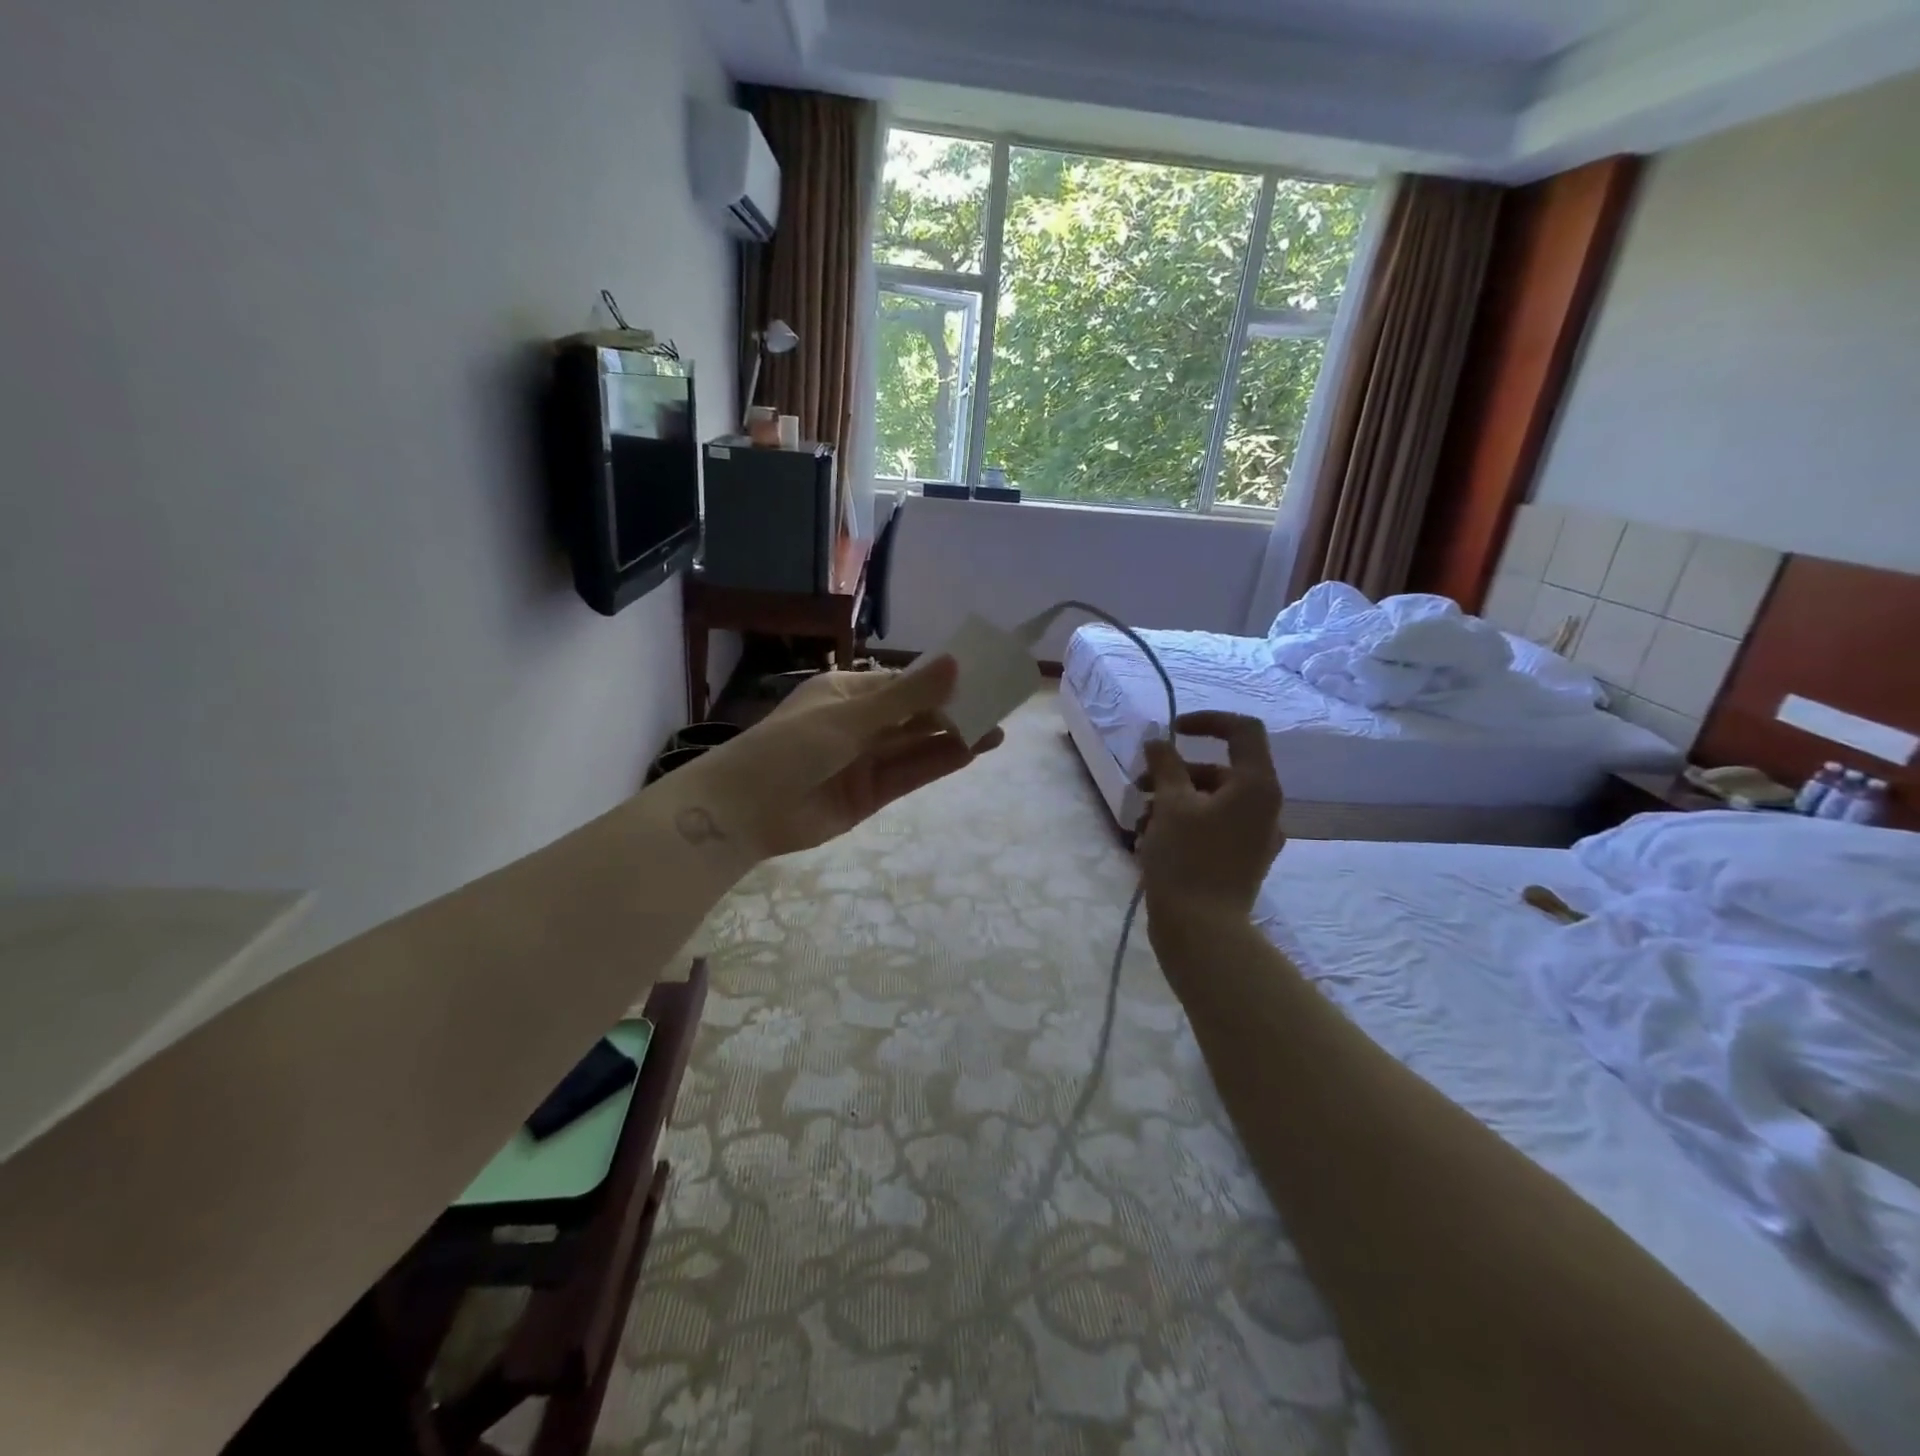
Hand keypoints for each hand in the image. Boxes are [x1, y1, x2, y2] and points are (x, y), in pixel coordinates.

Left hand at [663, 657, 1002, 864]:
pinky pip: (908, 774)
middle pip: (914, 714)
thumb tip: (954, 663)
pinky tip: (969, 753)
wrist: (744, 812)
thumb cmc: (789, 747)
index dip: (940, 680)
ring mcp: (864, 760)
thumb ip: (905, 697)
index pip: (902, 682)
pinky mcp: (869, 795)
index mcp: (846, 693)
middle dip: (953, 710)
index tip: (979, 675)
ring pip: (915, 746)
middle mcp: (858, 724)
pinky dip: (937, 764)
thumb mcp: (849, 717)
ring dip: (953, 738)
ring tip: (996, 730)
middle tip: (999, 705)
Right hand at [1139, 711, 1283, 930]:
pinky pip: (1214, 826)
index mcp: (1257, 786)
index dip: (1207, 720)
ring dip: (1174, 799)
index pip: (1242, 730)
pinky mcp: (1242, 860)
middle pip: (1220, 769)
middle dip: (1176, 771)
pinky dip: (1185, 822)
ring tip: (1140, 819)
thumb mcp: (1170, 804)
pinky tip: (1153, 839)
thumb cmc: (1187, 860)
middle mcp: (1265, 807)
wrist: (1202, 930)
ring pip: (1213, 800)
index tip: (1170, 731)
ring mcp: (1256, 836)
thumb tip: (1159, 741)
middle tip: (1139, 784)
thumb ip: (1166, 764)